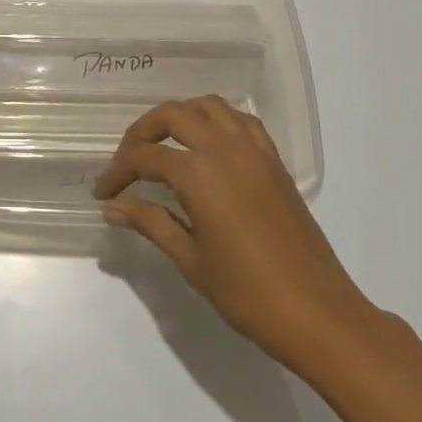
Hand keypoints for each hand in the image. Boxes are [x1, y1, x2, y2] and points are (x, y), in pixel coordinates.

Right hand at [93, 96, 377, 372]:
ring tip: (164, 144)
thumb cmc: (248, 294)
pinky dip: (217, 121)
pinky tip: (208, 146)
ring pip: (208, 106)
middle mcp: (224, 148)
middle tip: (128, 162)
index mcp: (199, 173)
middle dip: (142, 133)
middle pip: (172, 114)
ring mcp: (253, 150)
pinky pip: (240, 121)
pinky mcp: (274, 161)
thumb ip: (150, 223)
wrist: (318, 314)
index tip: (103, 193)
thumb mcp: (191, 260)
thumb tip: (113, 207)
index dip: (118, 172)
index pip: (144, 157)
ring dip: (180, 117)